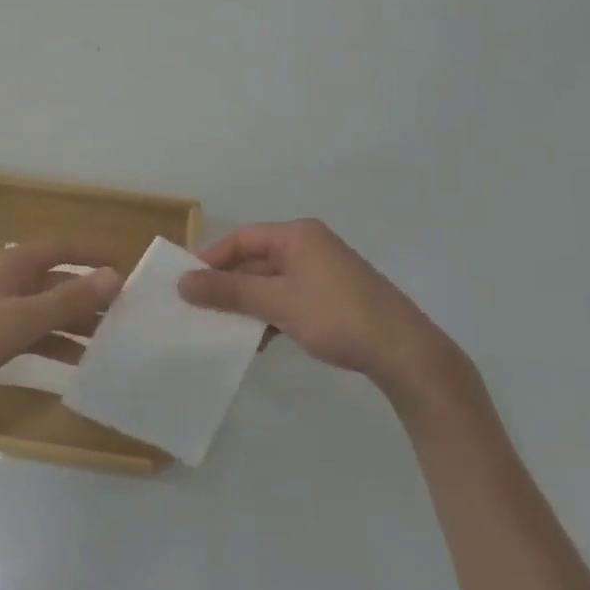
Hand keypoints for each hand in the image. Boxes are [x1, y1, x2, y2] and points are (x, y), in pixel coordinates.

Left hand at [0, 241, 122, 408]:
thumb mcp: (24, 317)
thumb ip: (70, 299)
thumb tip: (114, 276)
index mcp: (16, 264)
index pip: (63, 249)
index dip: (93, 256)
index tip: (127, 269)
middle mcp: (13, 280)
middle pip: (61, 282)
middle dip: (92, 297)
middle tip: (129, 315)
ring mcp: (4, 309)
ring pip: (51, 311)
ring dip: (79, 324)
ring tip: (114, 343)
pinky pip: (38, 335)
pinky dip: (59, 345)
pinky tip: (82, 365)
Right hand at [177, 220, 453, 400]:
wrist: (407, 354)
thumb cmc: (338, 316)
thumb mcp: (278, 303)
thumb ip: (229, 292)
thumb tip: (182, 282)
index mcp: (297, 235)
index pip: (241, 238)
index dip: (212, 259)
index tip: (188, 284)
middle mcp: (309, 246)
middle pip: (255, 259)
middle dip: (229, 285)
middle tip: (200, 308)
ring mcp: (324, 272)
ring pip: (271, 282)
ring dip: (248, 303)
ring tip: (225, 328)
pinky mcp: (333, 297)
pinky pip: (289, 298)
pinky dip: (271, 314)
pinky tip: (260, 340)